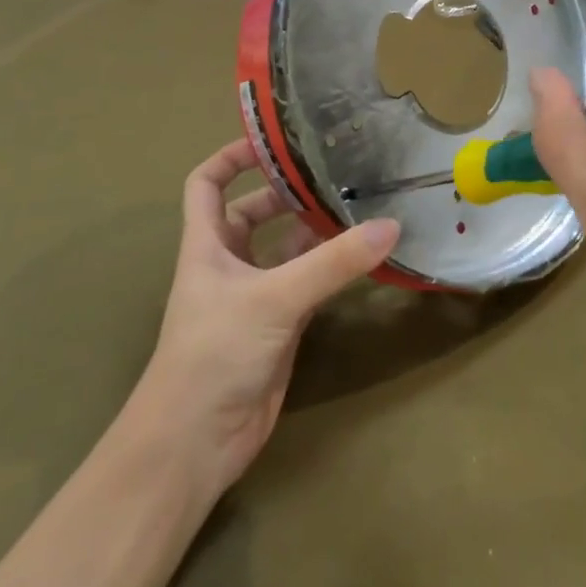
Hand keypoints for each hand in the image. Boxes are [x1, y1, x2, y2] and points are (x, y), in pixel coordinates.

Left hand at [143, 139, 398, 489]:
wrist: (194, 445)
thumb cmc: (215, 355)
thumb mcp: (275, 298)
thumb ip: (334, 262)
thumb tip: (391, 225)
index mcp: (207, 245)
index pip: (207, 184)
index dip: (233, 156)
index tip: (277, 141)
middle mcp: (229, 264)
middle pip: (253, 212)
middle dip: (288, 191)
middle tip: (337, 172)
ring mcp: (255, 296)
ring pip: (286, 249)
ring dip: (316, 229)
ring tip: (361, 204)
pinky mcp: (279, 326)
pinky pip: (309, 283)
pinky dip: (332, 268)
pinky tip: (365, 256)